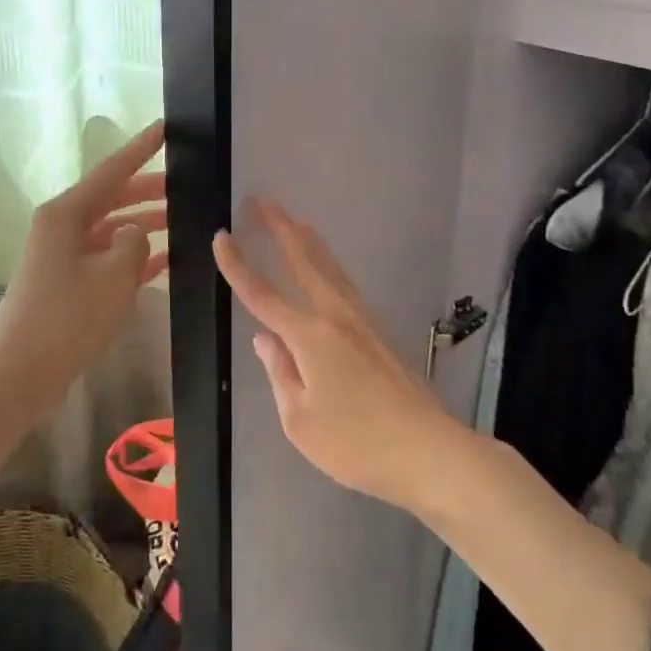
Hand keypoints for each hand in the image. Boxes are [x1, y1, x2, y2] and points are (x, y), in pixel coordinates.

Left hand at [0, 121, 168, 429]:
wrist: (18, 375)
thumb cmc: (66, 319)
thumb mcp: (113, 276)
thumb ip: (135, 243)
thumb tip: (137, 232)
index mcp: (66, 213)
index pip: (112, 170)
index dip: (142, 148)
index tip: (166, 128)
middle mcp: (62, 226)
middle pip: (114, 197)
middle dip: (150, 190)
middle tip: (189, 185)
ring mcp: (64, 255)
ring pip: (113, 228)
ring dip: (145, 224)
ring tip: (185, 221)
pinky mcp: (68, 282)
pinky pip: (108, 257)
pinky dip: (134, 256)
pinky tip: (166, 259)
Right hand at [213, 199, 463, 510]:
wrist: (428, 450)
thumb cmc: (356, 443)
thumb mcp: (300, 421)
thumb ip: (280, 373)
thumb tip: (265, 339)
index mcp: (310, 336)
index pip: (262, 294)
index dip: (238, 265)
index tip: (221, 235)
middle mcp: (337, 317)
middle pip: (305, 261)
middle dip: (281, 228)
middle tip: (264, 201)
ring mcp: (363, 322)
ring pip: (330, 268)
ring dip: (309, 241)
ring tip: (296, 220)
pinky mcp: (379, 334)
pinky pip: (345, 286)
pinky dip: (329, 266)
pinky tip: (328, 270)